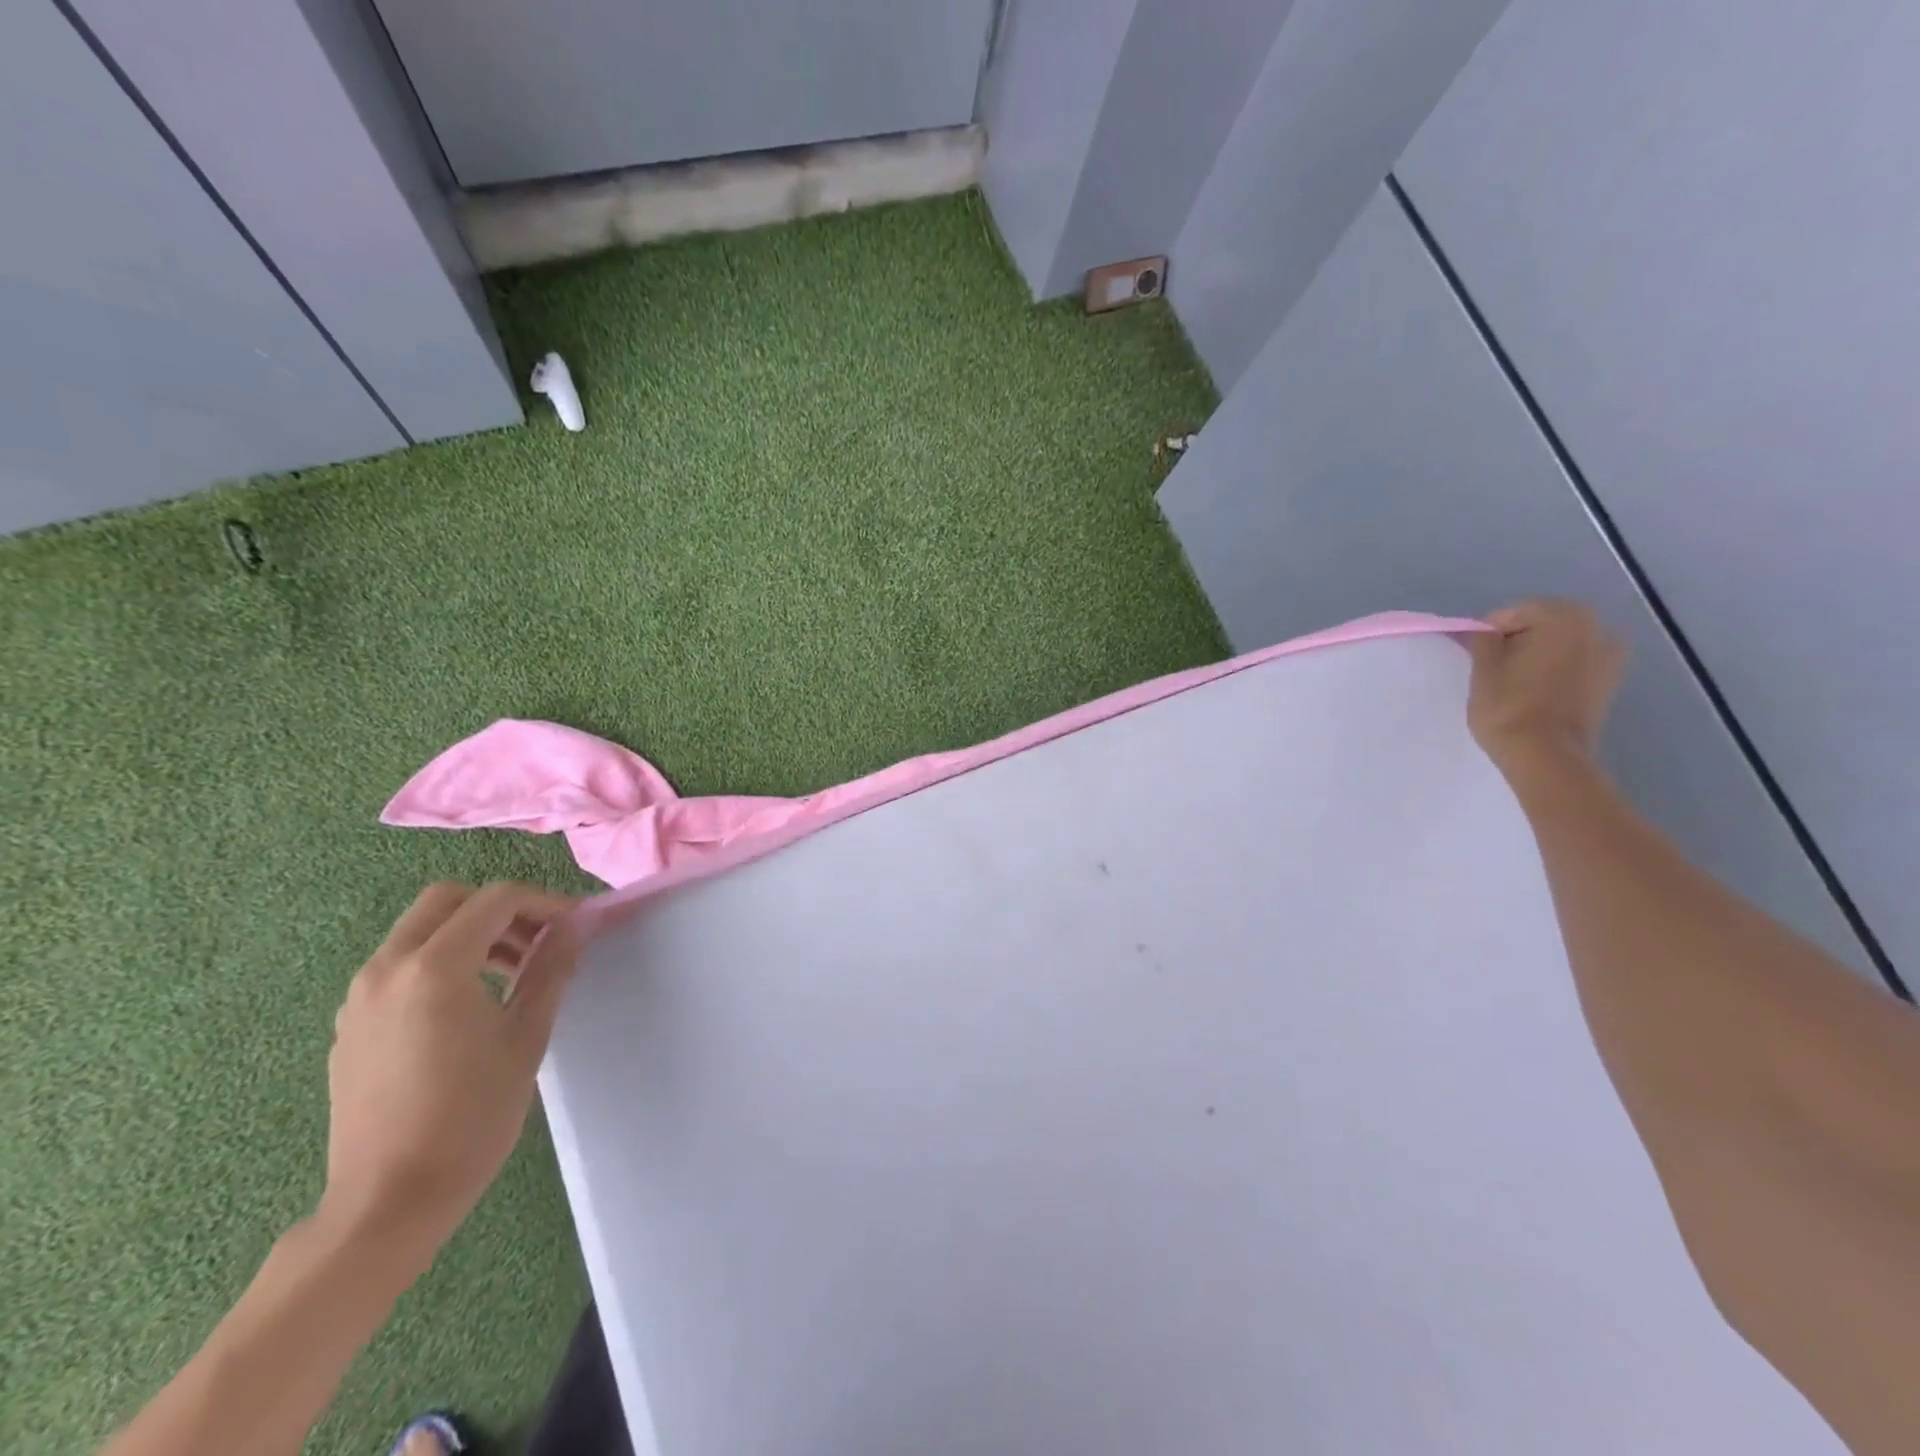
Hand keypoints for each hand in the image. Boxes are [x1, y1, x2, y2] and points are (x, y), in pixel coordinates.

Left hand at [320, 883, 579, 1254]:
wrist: (388, 1201)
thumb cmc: (471, 1117)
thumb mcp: (526, 1037)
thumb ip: (550, 971)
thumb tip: (573, 927)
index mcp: (434, 968)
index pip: (496, 900)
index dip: (544, 903)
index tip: (574, 926)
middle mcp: (387, 969)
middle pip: (447, 900)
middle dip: (499, 908)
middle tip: (539, 939)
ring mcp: (361, 997)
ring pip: (419, 931)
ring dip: (469, 933)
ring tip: (513, 972)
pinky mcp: (351, 1024)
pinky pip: (399, 966)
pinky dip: (440, 961)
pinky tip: (470, 1005)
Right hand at [1466, 599, 1627, 773]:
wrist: (1546, 755)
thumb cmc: (1508, 706)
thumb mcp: (1482, 668)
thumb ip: (1483, 640)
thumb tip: (1486, 633)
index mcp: (1563, 616)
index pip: (1514, 612)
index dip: (1489, 632)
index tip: (1474, 655)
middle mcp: (1596, 626)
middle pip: (1542, 624)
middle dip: (1516, 640)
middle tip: (1491, 667)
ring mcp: (1610, 654)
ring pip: (1560, 644)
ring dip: (1537, 655)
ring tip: (1513, 681)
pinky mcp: (1611, 680)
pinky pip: (1574, 663)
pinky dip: (1555, 670)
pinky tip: (1535, 691)